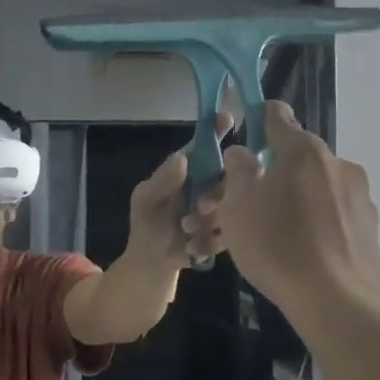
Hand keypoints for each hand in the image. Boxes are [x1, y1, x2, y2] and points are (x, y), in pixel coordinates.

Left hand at [127, 111, 235, 267]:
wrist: (152, 261)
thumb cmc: (146, 223)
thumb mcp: (145, 200)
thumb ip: (161, 181)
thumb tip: (182, 159)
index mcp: (190, 169)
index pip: (205, 144)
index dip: (216, 130)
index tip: (227, 119)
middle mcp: (209, 184)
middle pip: (229, 174)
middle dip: (217, 191)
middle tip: (201, 206)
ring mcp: (221, 207)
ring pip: (234, 203)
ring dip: (210, 219)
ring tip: (186, 230)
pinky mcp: (227, 231)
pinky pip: (232, 231)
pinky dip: (210, 239)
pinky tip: (191, 246)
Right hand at [216, 101, 379, 307]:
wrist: (336, 299)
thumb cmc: (277, 245)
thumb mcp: (238, 207)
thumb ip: (238, 171)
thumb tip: (243, 153)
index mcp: (304, 151)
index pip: (278, 117)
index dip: (259, 119)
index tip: (249, 131)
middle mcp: (338, 163)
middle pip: (300, 157)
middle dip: (277, 172)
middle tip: (253, 201)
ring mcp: (360, 196)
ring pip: (320, 187)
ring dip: (300, 198)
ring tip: (280, 233)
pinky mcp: (371, 227)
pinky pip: (336, 214)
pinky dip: (320, 222)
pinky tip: (306, 250)